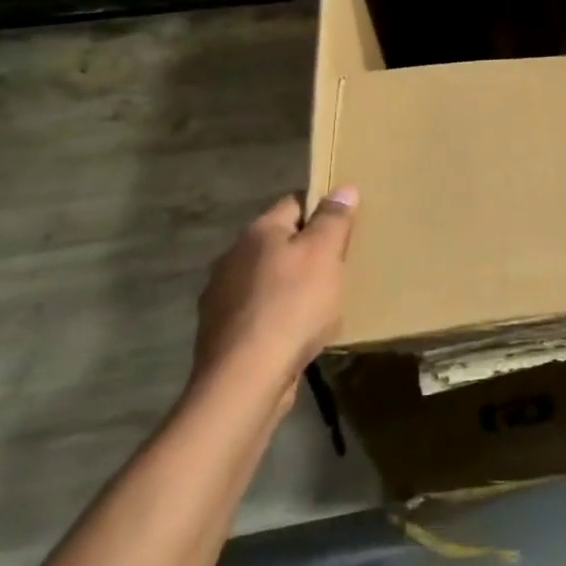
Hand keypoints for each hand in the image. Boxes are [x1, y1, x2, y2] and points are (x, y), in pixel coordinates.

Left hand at [192, 186, 357, 414]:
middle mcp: (232, 256)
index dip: (321, 211)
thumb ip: (333, 219)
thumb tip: (343, 188)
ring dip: (288, 284)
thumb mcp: (325, 254)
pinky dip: (275, 314)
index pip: (294, 203)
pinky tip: (294, 331)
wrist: (246, 377)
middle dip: (305, 251)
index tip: (345, 229)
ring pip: (266, 277)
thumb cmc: (293, 305)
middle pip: (278, 242)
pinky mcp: (220, 331)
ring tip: (318, 302)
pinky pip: (257, 310)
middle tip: (337, 267)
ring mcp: (221, 295)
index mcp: (259, 231)